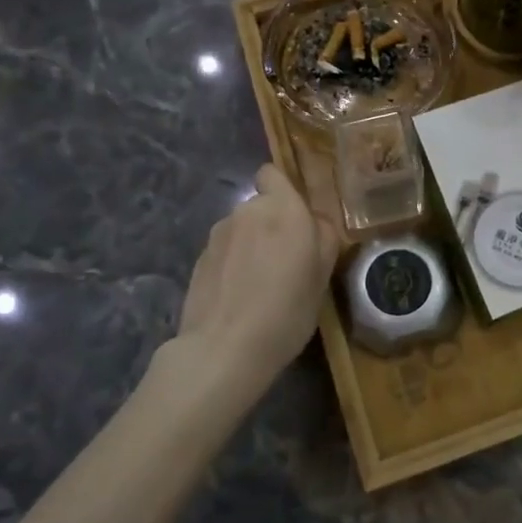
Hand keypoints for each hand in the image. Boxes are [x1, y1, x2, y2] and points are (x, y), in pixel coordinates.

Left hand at [168, 164, 340, 401]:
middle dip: (271, 225)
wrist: (224, 349)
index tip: (296, 219)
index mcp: (283, 208)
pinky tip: (238, 296)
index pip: (273, 174)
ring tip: (259, 285)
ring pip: (241, 229)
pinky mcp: (198, 259)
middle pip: (260, 206)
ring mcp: (218, 234)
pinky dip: (232, 265)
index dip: (283, 190)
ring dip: (250, 245)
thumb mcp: (322, 277)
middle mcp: (247, 211)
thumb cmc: (286, 310)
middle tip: (285, 262)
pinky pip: (224, 251)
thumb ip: (322, 238)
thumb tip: (315, 222)